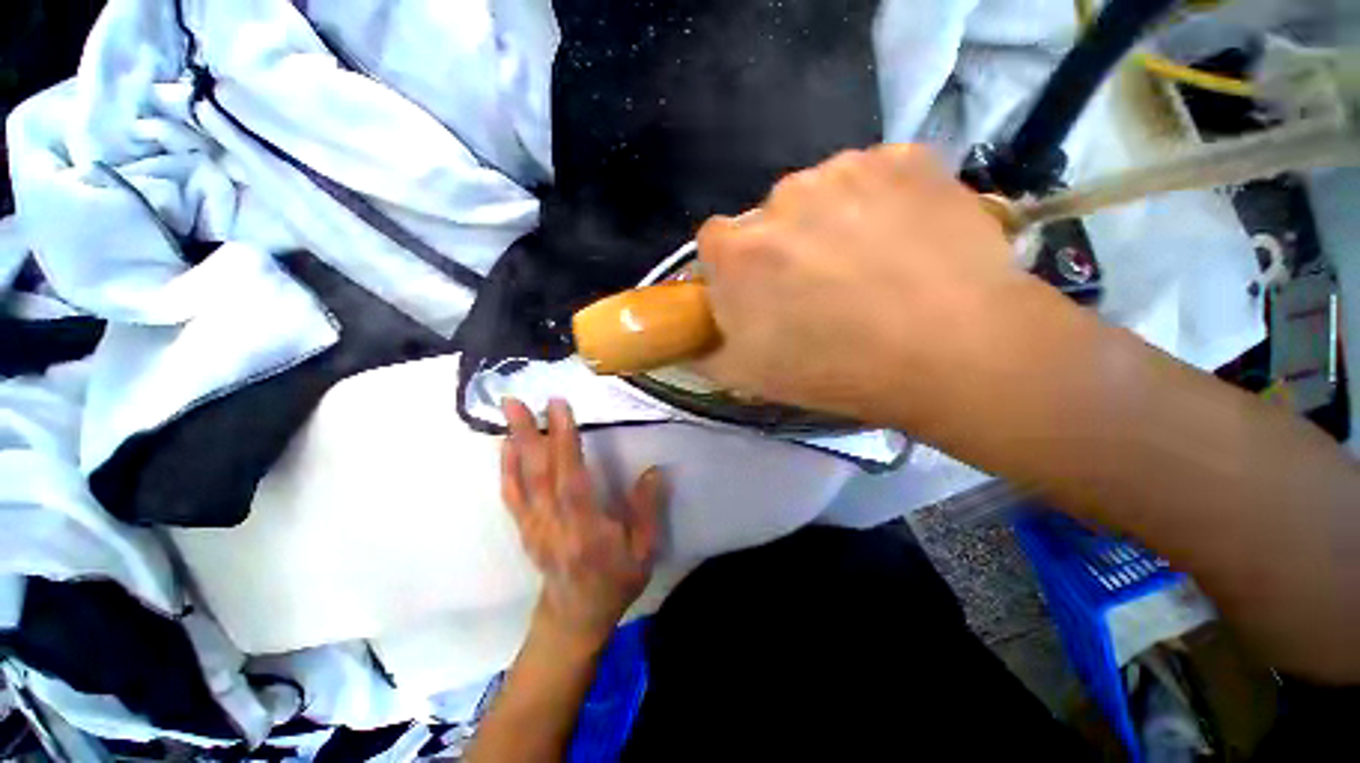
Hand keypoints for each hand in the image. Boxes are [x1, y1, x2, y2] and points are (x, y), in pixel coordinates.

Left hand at [501, 398, 664, 648]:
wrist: (575, 618)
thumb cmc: (615, 582)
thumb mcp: (644, 553)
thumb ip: (647, 511)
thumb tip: (653, 472)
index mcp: (586, 531)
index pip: (572, 478)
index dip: (565, 441)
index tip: (560, 407)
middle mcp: (553, 525)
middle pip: (538, 474)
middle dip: (528, 432)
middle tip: (516, 399)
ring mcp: (534, 527)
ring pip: (521, 479)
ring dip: (513, 442)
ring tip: (508, 411)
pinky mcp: (525, 529)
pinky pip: (512, 494)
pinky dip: (507, 467)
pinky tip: (507, 446)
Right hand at [695, 144, 1044, 426]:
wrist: (953, 352)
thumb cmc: (835, 370)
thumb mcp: (750, 377)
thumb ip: (705, 353)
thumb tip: (688, 342)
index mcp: (738, 250)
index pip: (714, 244)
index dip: (735, 271)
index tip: (760, 295)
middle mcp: (781, 197)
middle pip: (769, 219)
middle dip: (783, 249)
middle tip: (821, 288)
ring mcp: (846, 169)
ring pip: (822, 193)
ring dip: (833, 221)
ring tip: (870, 266)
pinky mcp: (905, 158)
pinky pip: (876, 176)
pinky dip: (882, 202)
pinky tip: (906, 240)